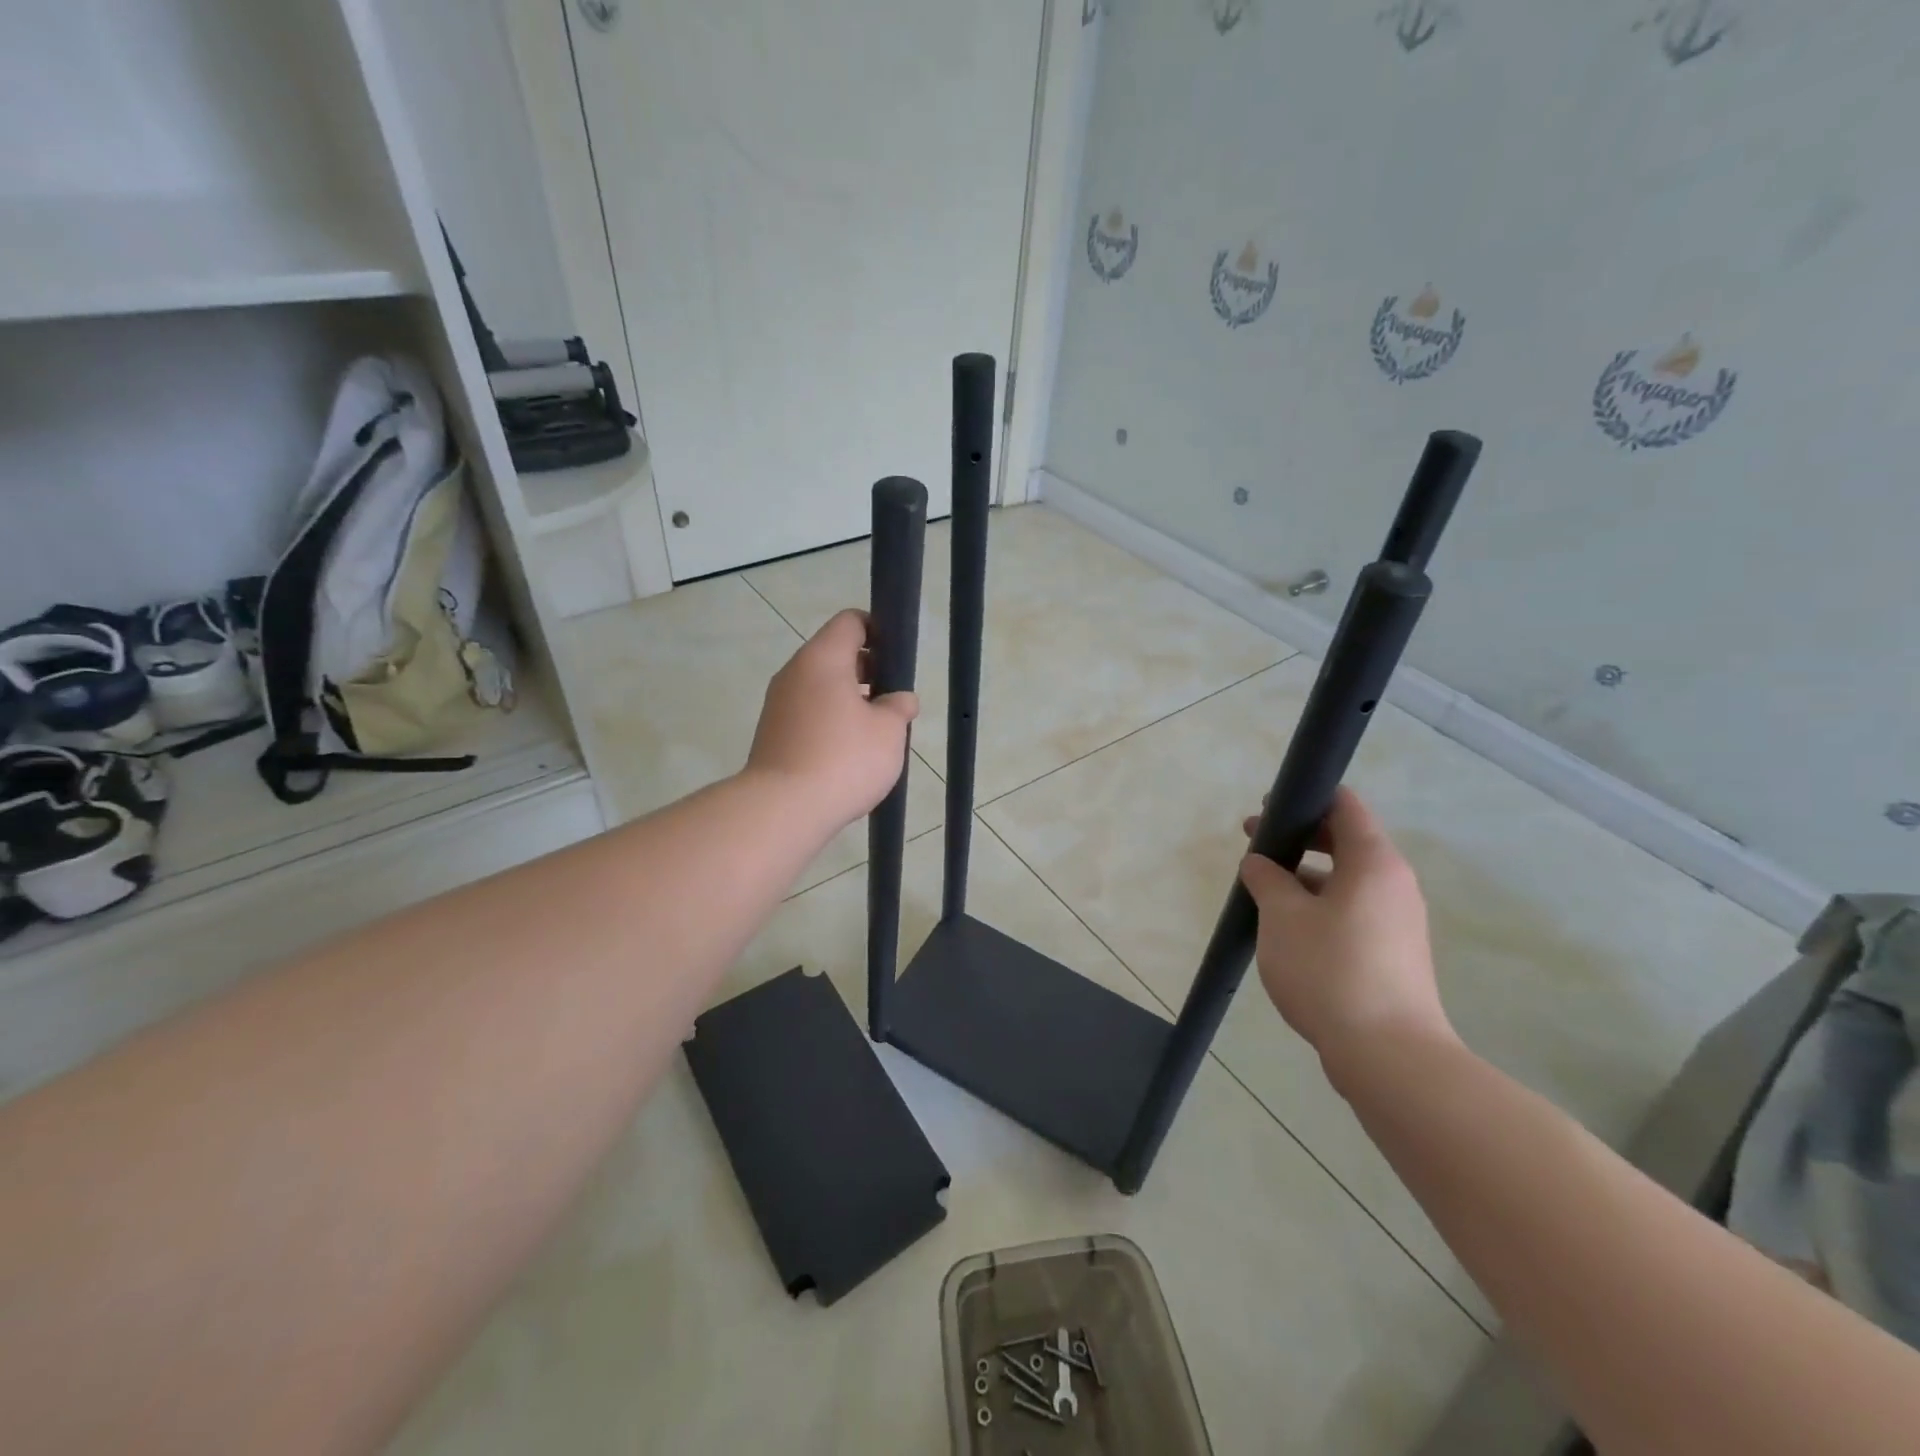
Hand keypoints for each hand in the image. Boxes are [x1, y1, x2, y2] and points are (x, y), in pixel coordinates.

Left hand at [746, 609, 918, 830]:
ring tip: (875, 732)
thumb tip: (900, 699)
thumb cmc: (844, 759)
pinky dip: (830, 721)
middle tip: (893, 701)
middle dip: (868, 671)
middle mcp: (795, 672)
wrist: (782, 809)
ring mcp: (779, 703)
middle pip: (835, 654)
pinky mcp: (772, 733)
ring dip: (850, 700)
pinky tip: (849, 752)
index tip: (898, 659)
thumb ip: (898, 707)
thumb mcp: (888, 731)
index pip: (851, 622)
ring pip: (821, 687)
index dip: (879, 631)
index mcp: (823, 658)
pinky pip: (808, 713)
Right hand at [1239, 786, 1454, 1076]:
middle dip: (1299, 838)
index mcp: (1374, 862)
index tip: (1268, 808)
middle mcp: (1394, 884)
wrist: (1387, 1054)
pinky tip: (1288, 927)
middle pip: (1346, 842)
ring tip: (1264, 889)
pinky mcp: (1393, 953)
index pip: (1345, 806)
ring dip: (1306, 875)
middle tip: (1254, 844)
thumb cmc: (1330, 969)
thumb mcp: (1282, 915)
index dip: (1305, 798)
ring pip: (1347, 880)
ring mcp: (1398, 921)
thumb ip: (1266, 879)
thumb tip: (1259, 863)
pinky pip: (1352, 911)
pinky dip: (1320, 904)